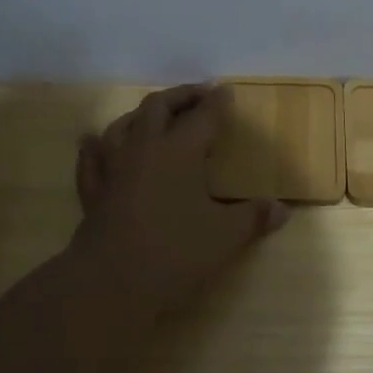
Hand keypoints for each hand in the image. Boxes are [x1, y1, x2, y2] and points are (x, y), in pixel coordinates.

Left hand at [71, 84, 287, 317]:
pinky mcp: (93, 191)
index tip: (225, 92)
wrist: (112, 281)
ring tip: (153, 115)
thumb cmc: (176, 252)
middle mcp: (144, 148)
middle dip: (180, 96)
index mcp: (180, 151)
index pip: (203, 116)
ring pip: (122, 125)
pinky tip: (93, 142)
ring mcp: (113, 168)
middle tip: (197, 96)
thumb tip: (281, 210)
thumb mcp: (225, 237)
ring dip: (140, 115)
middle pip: (158, 107)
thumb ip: (253, 219)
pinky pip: (91, 159)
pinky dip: (96, 146)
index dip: (217, 103)